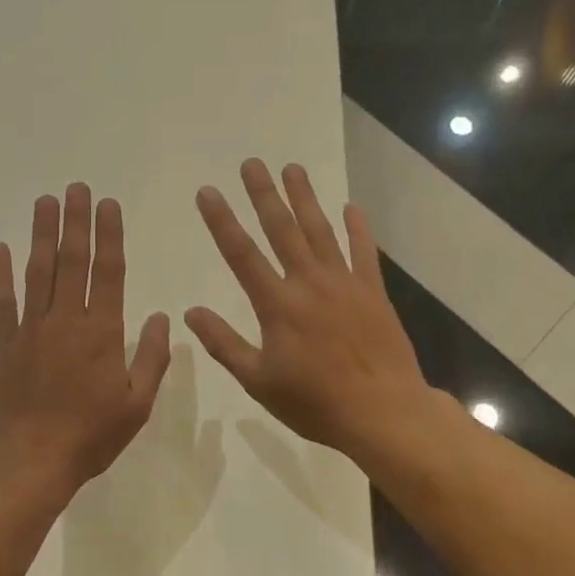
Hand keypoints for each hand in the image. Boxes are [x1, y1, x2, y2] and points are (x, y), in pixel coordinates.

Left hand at [0, 183, 171, 493]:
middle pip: (72, 261)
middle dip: (76, 221)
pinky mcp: (2, 344)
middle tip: (77, 187)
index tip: (108, 205)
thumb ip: (151, 359)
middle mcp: (66, 321)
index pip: (109, 272)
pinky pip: (0, 302)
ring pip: (38, 272)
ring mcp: (30, 330)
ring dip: (42, 234)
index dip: (109, 236)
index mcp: (102, 333)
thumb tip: (163, 318)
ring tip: (45, 201)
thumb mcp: (136, 406)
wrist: (28, 462)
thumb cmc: (89, 437)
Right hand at [186, 159, 432, 461]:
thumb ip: (224, 344)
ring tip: (293, 168)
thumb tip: (191, 313)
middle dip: (264, 195)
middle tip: (251, 163)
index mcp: (277, 305)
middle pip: (282, 230)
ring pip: (320, 231)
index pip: (241, 254)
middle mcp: (309, 283)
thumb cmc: (315, 402)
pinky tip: (351, 207)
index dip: (221, 221)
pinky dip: (357, 228)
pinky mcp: (373, 292)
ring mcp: (344, 284)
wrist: (383, 412)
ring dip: (305, 198)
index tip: (208, 192)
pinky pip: (363, 252)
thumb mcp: (259, 381)